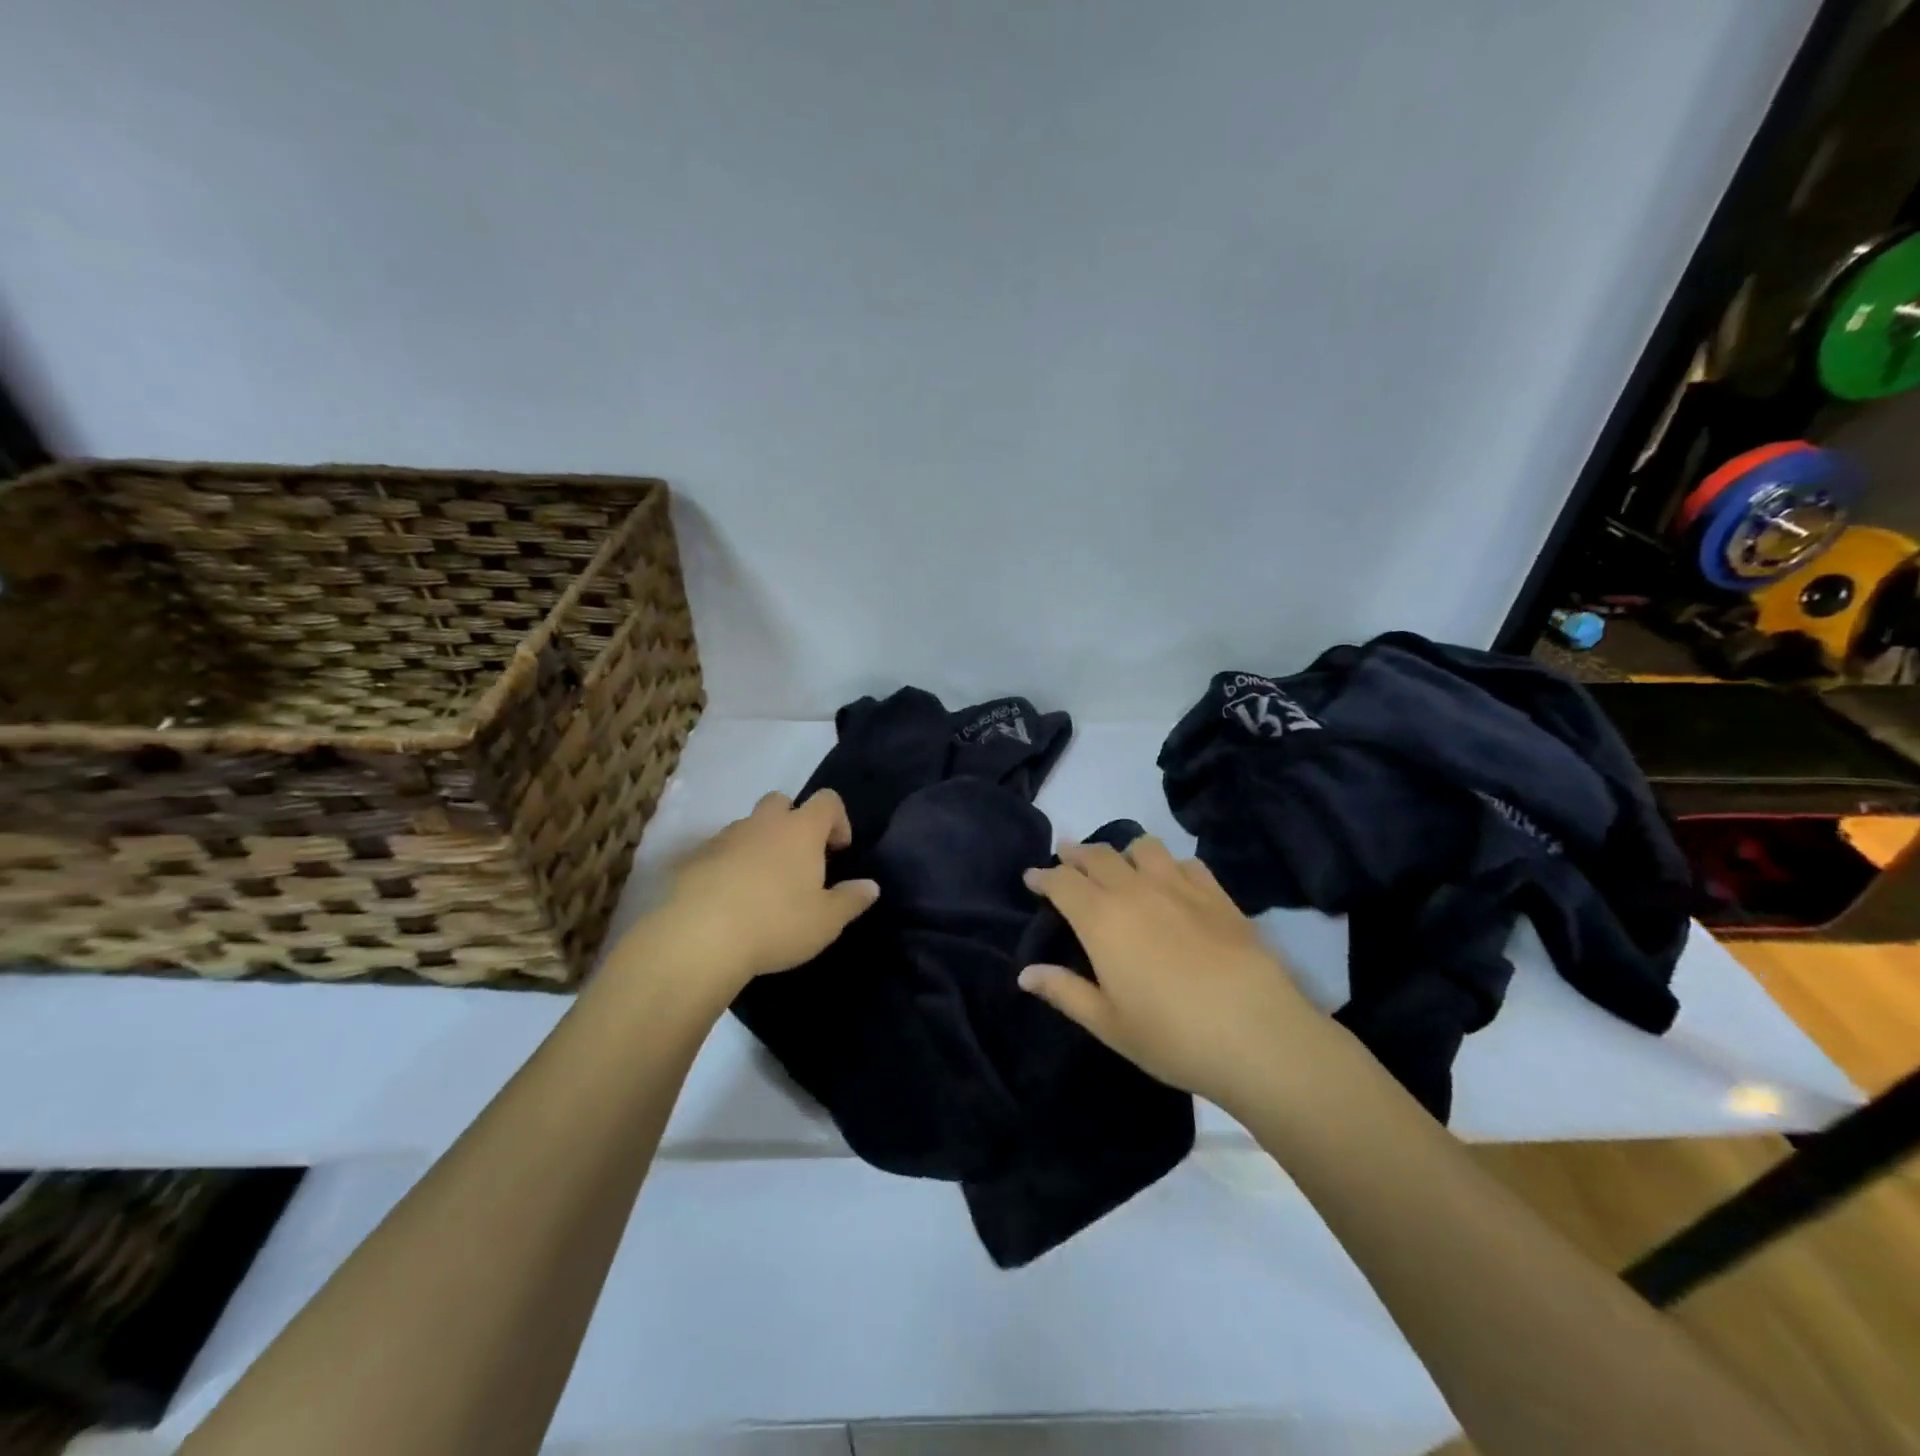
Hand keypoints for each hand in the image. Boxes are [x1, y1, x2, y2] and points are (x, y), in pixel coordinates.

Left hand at [619, 790, 879, 1005]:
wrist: (700, 938)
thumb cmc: (776, 924)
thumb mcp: (826, 921)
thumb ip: (851, 900)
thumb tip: (871, 886)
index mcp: (801, 830)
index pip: (827, 801)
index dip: (838, 819)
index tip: (838, 850)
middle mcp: (763, 824)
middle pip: (781, 802)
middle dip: (793, 822)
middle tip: (798, 860)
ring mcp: (725, 838)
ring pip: (748, 827)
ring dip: (759, 844)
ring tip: (762, 885)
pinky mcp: (694, 858)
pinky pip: (718, 852)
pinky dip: (728, 865)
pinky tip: (729, 899)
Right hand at [1020, 838, 1320, 1111]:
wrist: (1257, 1033)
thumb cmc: (1171, 1036)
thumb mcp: (1108, 1023)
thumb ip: (1064, 991)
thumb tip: (1025, 973)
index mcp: (1101, 919)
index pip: (1062, 882)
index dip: (1043, 876)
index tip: (1032, 877)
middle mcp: (1135, 890)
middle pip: (1098, 855)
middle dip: (1076, 854)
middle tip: (1066, 860)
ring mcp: (1179, 887)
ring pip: (1143, 847)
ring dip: (1123, 851)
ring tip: (1120, 866)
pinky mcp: (1217, 894)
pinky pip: (1185, 862)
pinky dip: (1168, 865)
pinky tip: (1172, 882)